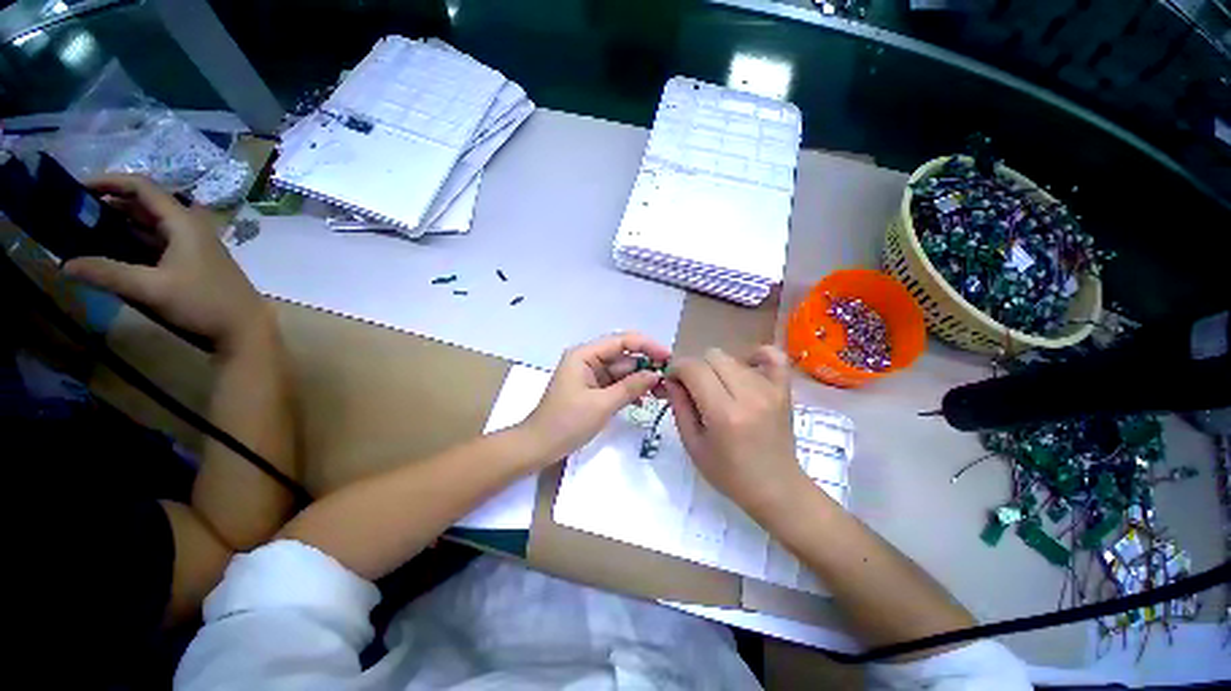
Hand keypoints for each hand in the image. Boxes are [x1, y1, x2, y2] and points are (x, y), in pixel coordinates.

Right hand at [62, 174, 269, 355]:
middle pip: (144, 205)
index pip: (142, 187)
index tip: (77, 187)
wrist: (245, 328)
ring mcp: (193, 245)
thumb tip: (65, 264)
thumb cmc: (203, 303)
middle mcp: (190, 227)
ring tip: (83, 231)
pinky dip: (132, 242)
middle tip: (73, 213)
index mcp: (184, 222)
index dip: (109, 181)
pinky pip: (156, 243)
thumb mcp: (151, 288)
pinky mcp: (192, 261)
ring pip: (149, 225)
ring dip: (118, 225)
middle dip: (109, 204)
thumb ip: (108, 274)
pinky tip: (110, 252)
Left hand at [522, 332, 671, 461]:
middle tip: (670, 380)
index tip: (668, 357)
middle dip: (646, 367)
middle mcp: (588, 360)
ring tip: (662, 393)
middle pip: (623, 356)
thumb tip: (656, 374)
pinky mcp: (593, 390)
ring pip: (622, 371)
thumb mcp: (602, 404)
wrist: (538, 447)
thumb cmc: (566, 423)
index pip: (621, 341)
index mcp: (584, 355)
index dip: (647, 346)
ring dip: (640, 380)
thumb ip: (630, 387)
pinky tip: (645, 400)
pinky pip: (616, 384)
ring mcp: (590, 375)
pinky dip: (630, 390)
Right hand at [663, 346, 806, 517]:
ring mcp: (770, 389)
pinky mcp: (784, 389)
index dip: (677, 369)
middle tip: (694, 388)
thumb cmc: (729, 474)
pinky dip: (754, 356)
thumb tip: (671, 380)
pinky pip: (772, 355)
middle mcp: (748, 395)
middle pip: (712, 356)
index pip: (693, 368)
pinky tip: (745, 369)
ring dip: (717, 368)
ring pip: (733, 357)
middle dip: (695, 368)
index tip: (673, 381)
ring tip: (718, 389)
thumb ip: (679, 407)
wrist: (776, 488)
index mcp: (723, 413)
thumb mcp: (693, 445)